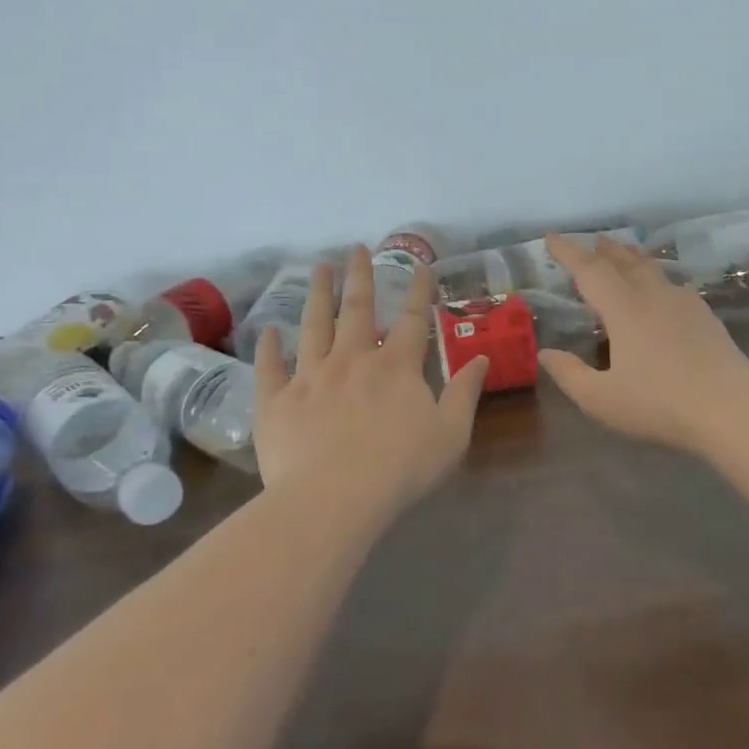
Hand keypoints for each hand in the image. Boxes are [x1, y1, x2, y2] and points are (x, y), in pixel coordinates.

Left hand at [253, 246, 488, 515]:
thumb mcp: (451, 434)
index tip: (419, 266)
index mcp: (396, 367)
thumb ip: (465, 393)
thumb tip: (481, 358)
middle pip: (357, 310)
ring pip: (313, 326)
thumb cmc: (401, 469)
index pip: (412, 319)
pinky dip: (268, 348)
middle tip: (355, 249)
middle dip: (359, 277)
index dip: (418, 291)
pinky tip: (268, 331)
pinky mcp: (276, 401)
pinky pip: (270, 368)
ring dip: (317, 295)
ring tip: (318, 269)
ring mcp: (310, 377)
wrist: (334, 499)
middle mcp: (352, 360)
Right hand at [537, 234, 748, 452]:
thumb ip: (569, 374)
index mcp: (624, 309)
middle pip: (625, 262)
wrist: (729, 411)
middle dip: (604, 250)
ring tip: (625, 254)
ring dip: (633, 258)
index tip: (550, 237)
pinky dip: (659, 279)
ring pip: (653, 269)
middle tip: (593, 241)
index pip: (589, 270)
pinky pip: (675, 286)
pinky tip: (665, 291)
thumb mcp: (601, 399)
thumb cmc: (658, 405)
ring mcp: (685, 304)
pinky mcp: (707, 317)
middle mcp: (654, 296)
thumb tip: (546, 353)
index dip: (567, 252)